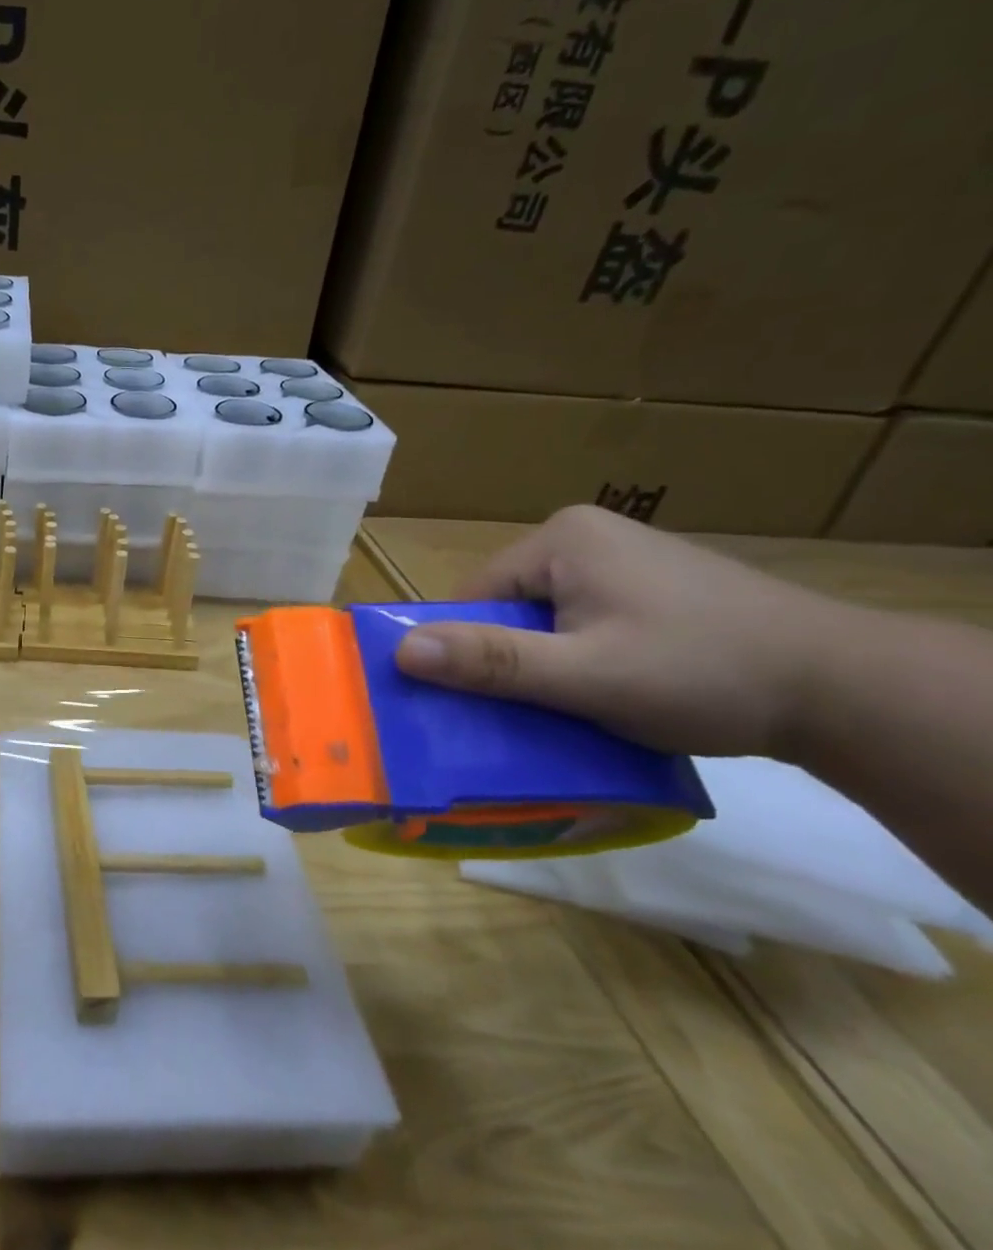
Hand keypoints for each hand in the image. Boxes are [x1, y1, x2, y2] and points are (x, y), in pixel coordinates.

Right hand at [393, 505, 834, 757]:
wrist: (849, 690)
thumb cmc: (704, 672)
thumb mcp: (586, 675)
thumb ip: (493, 661)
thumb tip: (400, 651)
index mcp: (560, 539)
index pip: (473, 597)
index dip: (466, 651)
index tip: (478, 702)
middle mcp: (585, 537)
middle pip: (507, 608)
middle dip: (508, 660)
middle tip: (528, 711)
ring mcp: (621, 561)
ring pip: (544, 621)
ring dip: (544, 665)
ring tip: (570, 707)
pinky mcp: (648, 588)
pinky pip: (581, 624)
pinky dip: (579, 660)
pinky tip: (606, 693)